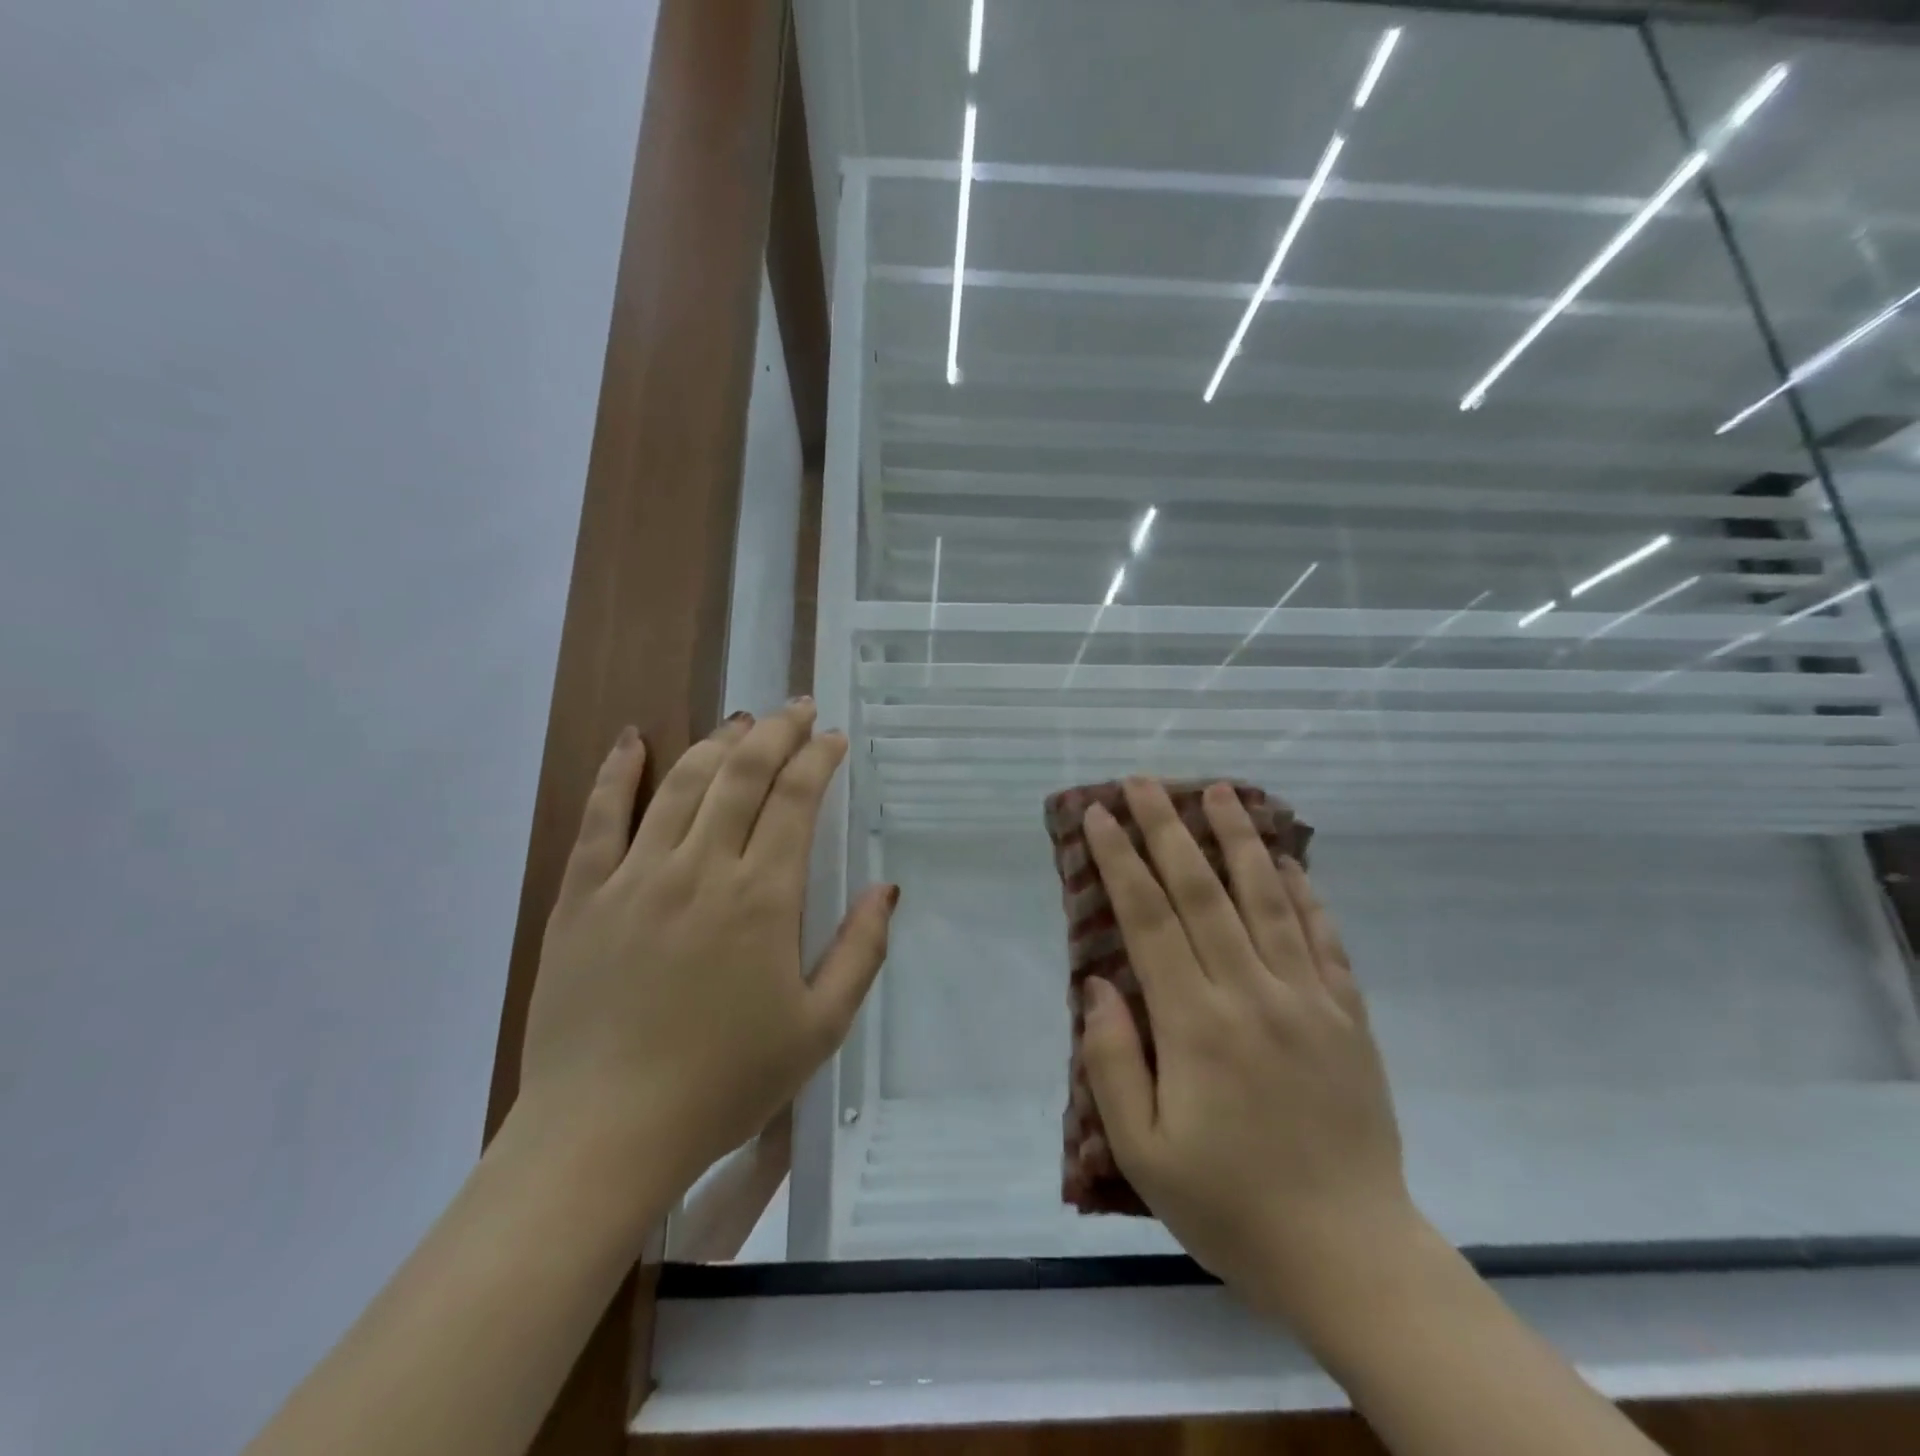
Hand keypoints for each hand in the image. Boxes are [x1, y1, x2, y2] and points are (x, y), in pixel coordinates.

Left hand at [516, 702, 896, 1196]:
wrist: (604, 1135)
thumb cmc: (724, 1083)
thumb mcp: (819, 1028)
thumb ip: (860, 952)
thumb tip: (887, 888)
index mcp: (761, 897)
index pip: (796, 799)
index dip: (818, 758)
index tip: (833, 738)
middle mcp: (700, 868)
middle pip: (742, 773)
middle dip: (776, 732)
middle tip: (797, 710)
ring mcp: (634, 877)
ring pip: (681, 783)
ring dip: (716, 742)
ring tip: (742, 723)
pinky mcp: (581, 896)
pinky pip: (599, 817)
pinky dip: (618, 771)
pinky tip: (633, 739)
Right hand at [1079, 779, 1419, 1329]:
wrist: (1349, 1256)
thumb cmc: (1230, 1206)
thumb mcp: (1143, 1151)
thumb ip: (1112, 1060)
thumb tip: (1099, 984)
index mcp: (1195, 1024)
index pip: (1149, 919)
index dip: (1121, 860)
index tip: (1099, 815)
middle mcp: (1251, 994)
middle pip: (1203, 891)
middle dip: (1167, 829)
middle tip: (1144, 782)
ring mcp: (1308, 1000)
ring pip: (1268, 898)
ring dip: (1238, 839)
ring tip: (1219, 791)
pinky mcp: (1348, 1017)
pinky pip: (1323, 938)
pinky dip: (1304, 892)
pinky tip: (1289, 860)